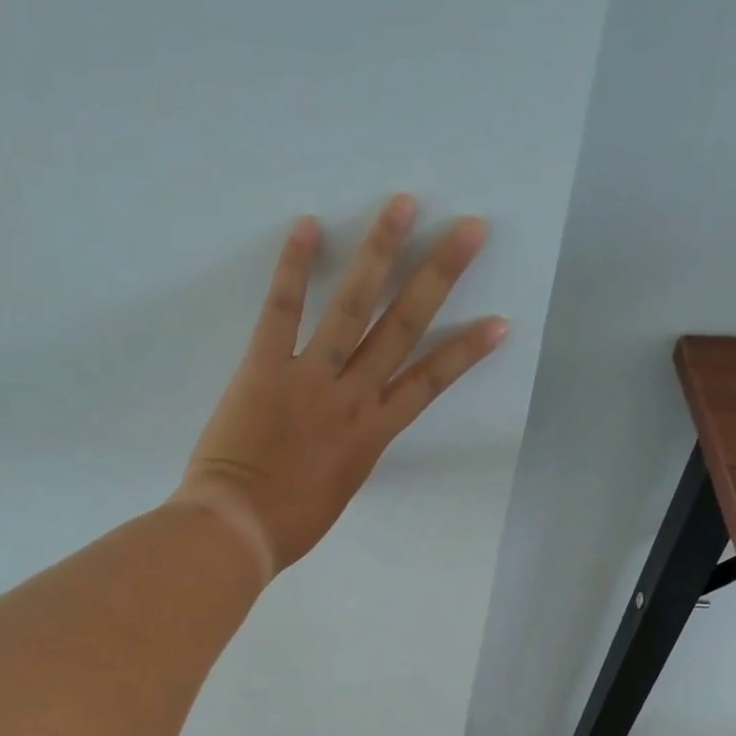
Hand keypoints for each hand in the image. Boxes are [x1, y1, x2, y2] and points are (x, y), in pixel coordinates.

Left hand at [172, 195, 506, 578]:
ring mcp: (309, 379)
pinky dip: (293, 267)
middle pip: (403, 329)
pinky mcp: (264, 368)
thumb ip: (349, 454)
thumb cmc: (287, 527)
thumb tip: (347, 434)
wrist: (237, 531)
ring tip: (403, 205)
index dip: (465, 352)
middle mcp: (351, 398)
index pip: (429, 384)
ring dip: (380, 253)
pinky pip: (282, 310)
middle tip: (468, 229)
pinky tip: (308, 225)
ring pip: (353, 307)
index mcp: (371, 435)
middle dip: (439, 277)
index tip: (498, 322)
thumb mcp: (336, 492)